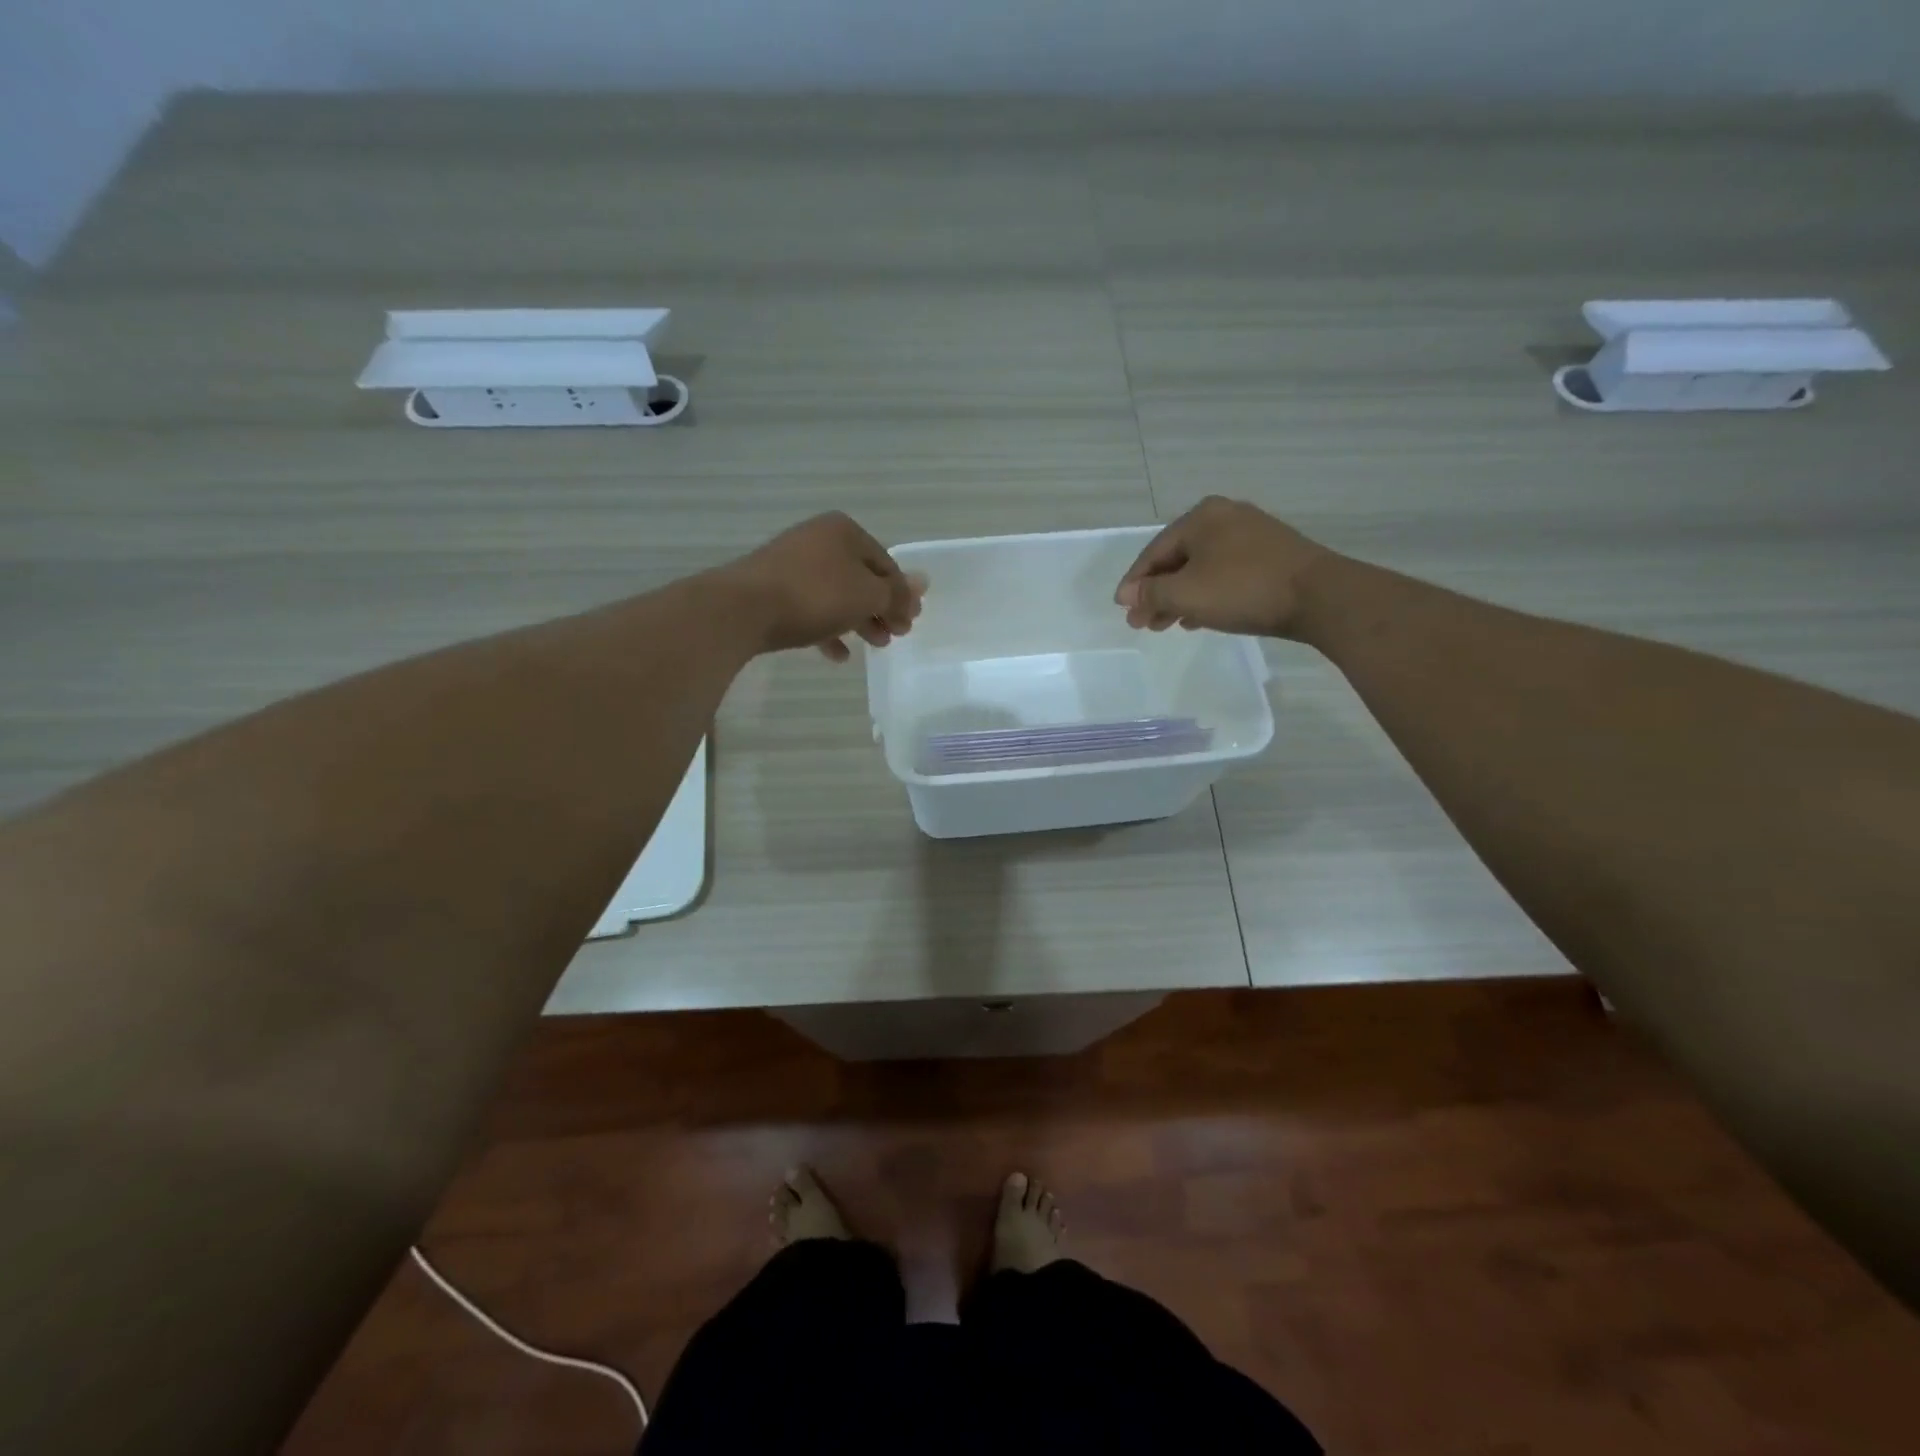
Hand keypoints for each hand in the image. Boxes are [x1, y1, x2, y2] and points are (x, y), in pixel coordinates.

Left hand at [719, 512, 924, 660]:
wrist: (743, 608)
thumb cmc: (815, 595)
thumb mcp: (867, 595)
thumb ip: (896, 592)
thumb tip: (925, 582)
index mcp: (843, 531)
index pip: (886, 563)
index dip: (902, 594)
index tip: (910, 623)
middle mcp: (817, 540)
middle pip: (861, 578)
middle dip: (881, 609)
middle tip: (896, 636)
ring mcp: (792, 564)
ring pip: (836, 595)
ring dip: (859, 621)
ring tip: (874, 646)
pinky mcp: (772, 590)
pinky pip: (810, 609)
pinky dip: (828, 629)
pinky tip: (838, 655)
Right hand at [1115, 497, 1328, 637]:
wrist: (1319, 596)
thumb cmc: (1243, 590)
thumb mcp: (1186, 594)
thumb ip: (1151, 594)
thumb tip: (1126, 596)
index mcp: (1200, 517)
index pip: (1153, 552)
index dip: (1135, 584)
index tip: (1123, 611)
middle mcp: (1225, 517)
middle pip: (1177, 559)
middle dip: (1157, 593)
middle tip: (1142, 624)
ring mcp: (1252, 534)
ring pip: (1201, 568)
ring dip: (1180, 597)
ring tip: (1167, 625)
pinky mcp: (1272, 554)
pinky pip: (1225, 573)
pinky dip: (1207, 593)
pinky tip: (1200, 617)